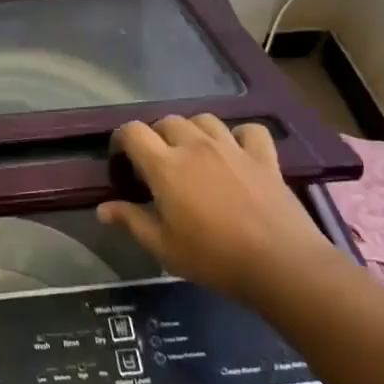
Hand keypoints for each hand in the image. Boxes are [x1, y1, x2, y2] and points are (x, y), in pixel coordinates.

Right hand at [97, 115, 335, 303]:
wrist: (280, 264)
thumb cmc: (213, 257)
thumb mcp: (163, 247)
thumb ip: (131, 221)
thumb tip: (102, 209)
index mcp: (165, 165)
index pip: (133, 131)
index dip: (121, 140)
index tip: (122, 160)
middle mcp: (196, 146)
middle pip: (167, 121)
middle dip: (156, 136)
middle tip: (157, 163)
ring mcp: (232, 148)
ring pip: (204, 119)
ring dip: (193, 131)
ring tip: (193, 153)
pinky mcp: (264, 157)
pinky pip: (249, 130)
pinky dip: (239, 135)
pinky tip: (236, 151)